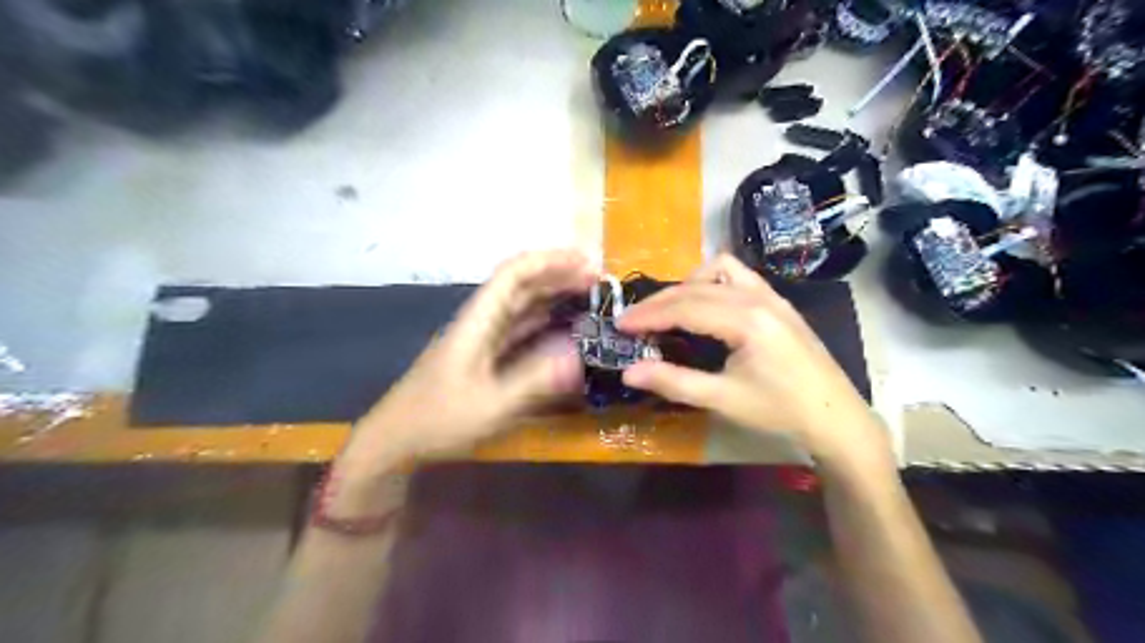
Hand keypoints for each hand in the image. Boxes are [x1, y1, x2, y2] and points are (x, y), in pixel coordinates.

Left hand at [333, 249, 595, 483]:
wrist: (396, 440)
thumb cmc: (439, 419)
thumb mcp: (491, 404)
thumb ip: (535, 380)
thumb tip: (580, 357)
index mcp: (478, 320)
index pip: (513, 274)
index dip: (549, 261)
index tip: (585, 263)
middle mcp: (481, 321)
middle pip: (521, 284)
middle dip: (558, 275)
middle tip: (598, 281)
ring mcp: (482, 338)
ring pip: (522, 305)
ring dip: (553, 296)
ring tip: (588, 297)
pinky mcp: (484, 355)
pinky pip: (520, 328)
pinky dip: (544, 322)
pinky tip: (564, 329)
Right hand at [617, 252, 884, 463]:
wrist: (836, 416)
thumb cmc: (779, 411)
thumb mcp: (722, 400)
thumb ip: (673, 382)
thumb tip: (629, 372)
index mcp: (746, 321)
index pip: (685, 307)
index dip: (648, 315)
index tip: (619, 325)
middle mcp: (758, 297)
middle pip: (696, 286)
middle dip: (659, 301)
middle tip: (632, 321)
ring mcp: (771, 295)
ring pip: (718, 270)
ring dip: (687, 284)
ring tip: (669, 310)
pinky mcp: (778, 301)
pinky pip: (739, 275)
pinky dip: (713, 281)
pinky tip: (705, 303)